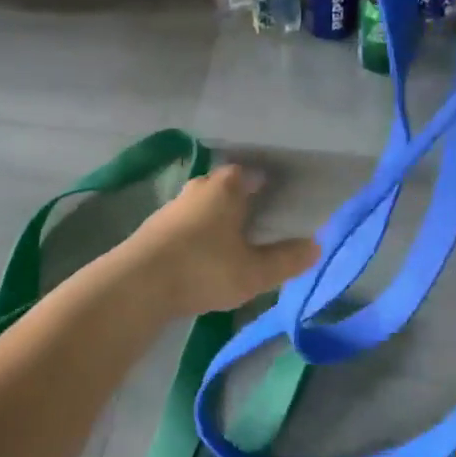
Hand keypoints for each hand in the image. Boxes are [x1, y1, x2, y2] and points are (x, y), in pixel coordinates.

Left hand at [124, 165, 318, 317]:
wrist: (138, 283)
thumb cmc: (204, 268)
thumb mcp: (254, 271)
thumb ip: (286, 259)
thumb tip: (316, 246)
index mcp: (225, 188)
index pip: (246, 172)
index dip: (259, 180)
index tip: (271, 190)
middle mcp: (197, 189)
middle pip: (220, 185)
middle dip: (236, 196)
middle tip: (254, 212)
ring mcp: (171, 208)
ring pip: (199, 204)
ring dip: (212, 215)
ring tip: (228, 236)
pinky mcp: (152, 230)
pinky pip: (182, 224)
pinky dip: (194, 233)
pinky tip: (199, 254)